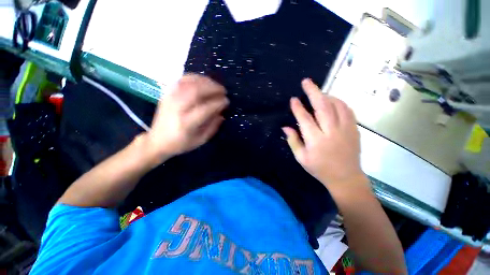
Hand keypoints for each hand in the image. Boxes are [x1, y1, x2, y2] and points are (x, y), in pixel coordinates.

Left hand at [143, 74, 228, 164]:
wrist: (157, 141)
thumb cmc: (181, 143)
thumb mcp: (200, 140)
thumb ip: (213, 127)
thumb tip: (221, 113)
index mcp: (186, 124)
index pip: (205, 108)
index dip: (218, 103)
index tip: (226, 101)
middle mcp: (177, 109)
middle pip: (196, 91)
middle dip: (213, 88)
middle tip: (223, 91)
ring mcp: (170, 99)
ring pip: (188, 83)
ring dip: (205, 81)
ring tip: (215, 85)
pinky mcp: (166, 94)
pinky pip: (181, 80)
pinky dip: (194, 77)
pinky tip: (202, 80)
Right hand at [282, 79, 366, 191]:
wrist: (346, 177)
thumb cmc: (319, 168)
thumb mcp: (301, 158)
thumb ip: (293, 141)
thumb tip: (285, 127)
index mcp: (316, 140)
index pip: (305, 119)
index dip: (298, 108)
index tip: (293, 99)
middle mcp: (331, 132)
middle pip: (322, 106)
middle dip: (313, 92)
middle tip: (306, 81)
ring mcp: (345, 129)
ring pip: (336, 105)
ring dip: (326, 95)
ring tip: (318, 91)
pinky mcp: (354, 129)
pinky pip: (347, 110)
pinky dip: (339, 102)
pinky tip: (332, 100)